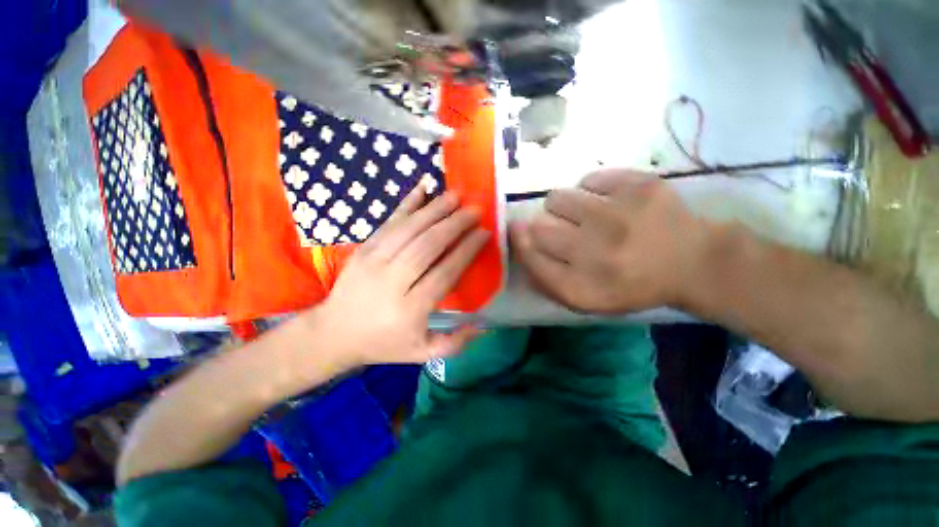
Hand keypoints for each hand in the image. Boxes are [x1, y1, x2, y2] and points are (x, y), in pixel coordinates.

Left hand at [310, 184, 489, 367]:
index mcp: (410, 309)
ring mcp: (374, 261)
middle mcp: (393, 282)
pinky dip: (407, 204)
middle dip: (455, 224)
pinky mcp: (363, 250)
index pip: (445, 273)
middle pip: (428, 246)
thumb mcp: (421, 353)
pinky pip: (388, 223)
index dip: (466, 251)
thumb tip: (484, 324)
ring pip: (409, 230)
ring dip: (435, 210)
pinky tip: (422, 188)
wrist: (332, 334)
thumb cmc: (383, 343)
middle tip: (475, 209)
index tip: (483, 234)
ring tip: (456, 195)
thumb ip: (454, 342)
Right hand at [510, 170, 712, 313]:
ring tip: (583, 213)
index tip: (520, 231)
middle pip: (538, 227)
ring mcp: (617, 217)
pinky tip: (607, 201)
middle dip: (541, 226)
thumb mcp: (583, 297)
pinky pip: (590, 179)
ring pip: (557, 198)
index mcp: (581, 287)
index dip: (520, 242)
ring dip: (562, 206)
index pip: (530, 258)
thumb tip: (519, 240)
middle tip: (563, 229)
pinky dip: (591, 189)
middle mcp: (595, 254)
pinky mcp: (639, 187)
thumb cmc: (630, 284)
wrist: (692, 263)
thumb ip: (545, 277)